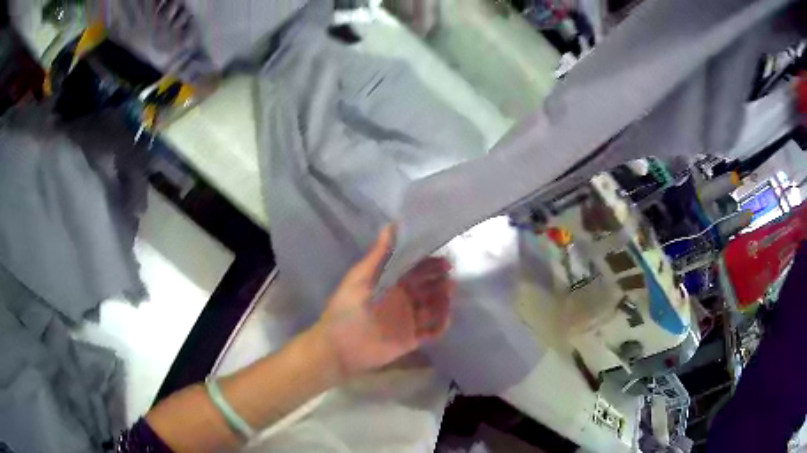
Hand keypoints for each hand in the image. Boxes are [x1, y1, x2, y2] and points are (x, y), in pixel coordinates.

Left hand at [314, 225, 453, 378]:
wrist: (339, 347)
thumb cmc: (346, 309)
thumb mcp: (361, 278)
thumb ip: (379, 255)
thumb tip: (392, 225)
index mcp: (391, 282)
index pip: (416, 269)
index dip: (431, 263)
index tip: (445, 258)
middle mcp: (403, 299)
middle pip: (429, 287)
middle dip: (441, 281)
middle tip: (450, 278)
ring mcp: (408, 319)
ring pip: (434, 307)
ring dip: (444, 301)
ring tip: (448, 296)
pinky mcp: (411, 339)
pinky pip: (432, 331)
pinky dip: (441, 325)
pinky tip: (445, 318)